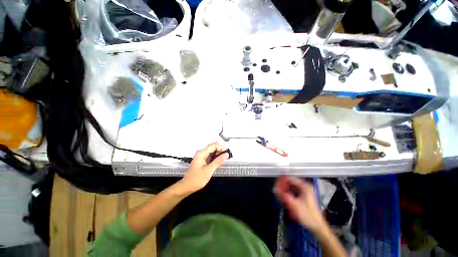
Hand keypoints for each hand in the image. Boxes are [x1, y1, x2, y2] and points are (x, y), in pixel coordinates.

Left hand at [181, 142, 227, 192]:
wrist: (187, 186)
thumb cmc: (196, 179)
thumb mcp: (209, 170)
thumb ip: (218, 161)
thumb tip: (226, 155)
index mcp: (201, 153)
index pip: (213, 145)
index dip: (221, 147)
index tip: (227, 152)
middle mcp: (201, 153)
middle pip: (213, 147)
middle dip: (220, 150)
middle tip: (227, 155)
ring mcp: (201, 156)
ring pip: (212, 151)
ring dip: (219, 153)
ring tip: (225, 158)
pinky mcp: (202, 160)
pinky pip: (210, 156)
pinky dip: (215, 157)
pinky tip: (219, 160)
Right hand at [274, 176, 325, 232]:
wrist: (317, 226)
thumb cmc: (307, 215)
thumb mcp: (294, 205)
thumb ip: (283, 196)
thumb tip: (274, 188)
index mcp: (304, 186)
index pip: (290, 178)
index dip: (282, 180)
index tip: (275, 184)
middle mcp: (305, 186)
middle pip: (290, 182)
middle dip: (283, 185)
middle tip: (276, 190)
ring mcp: (305, 191)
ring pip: (291, 186)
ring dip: (285, 189)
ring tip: (279, 194)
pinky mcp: (303, 196)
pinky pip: (293, 191)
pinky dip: (288, 193)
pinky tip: (284, 197)